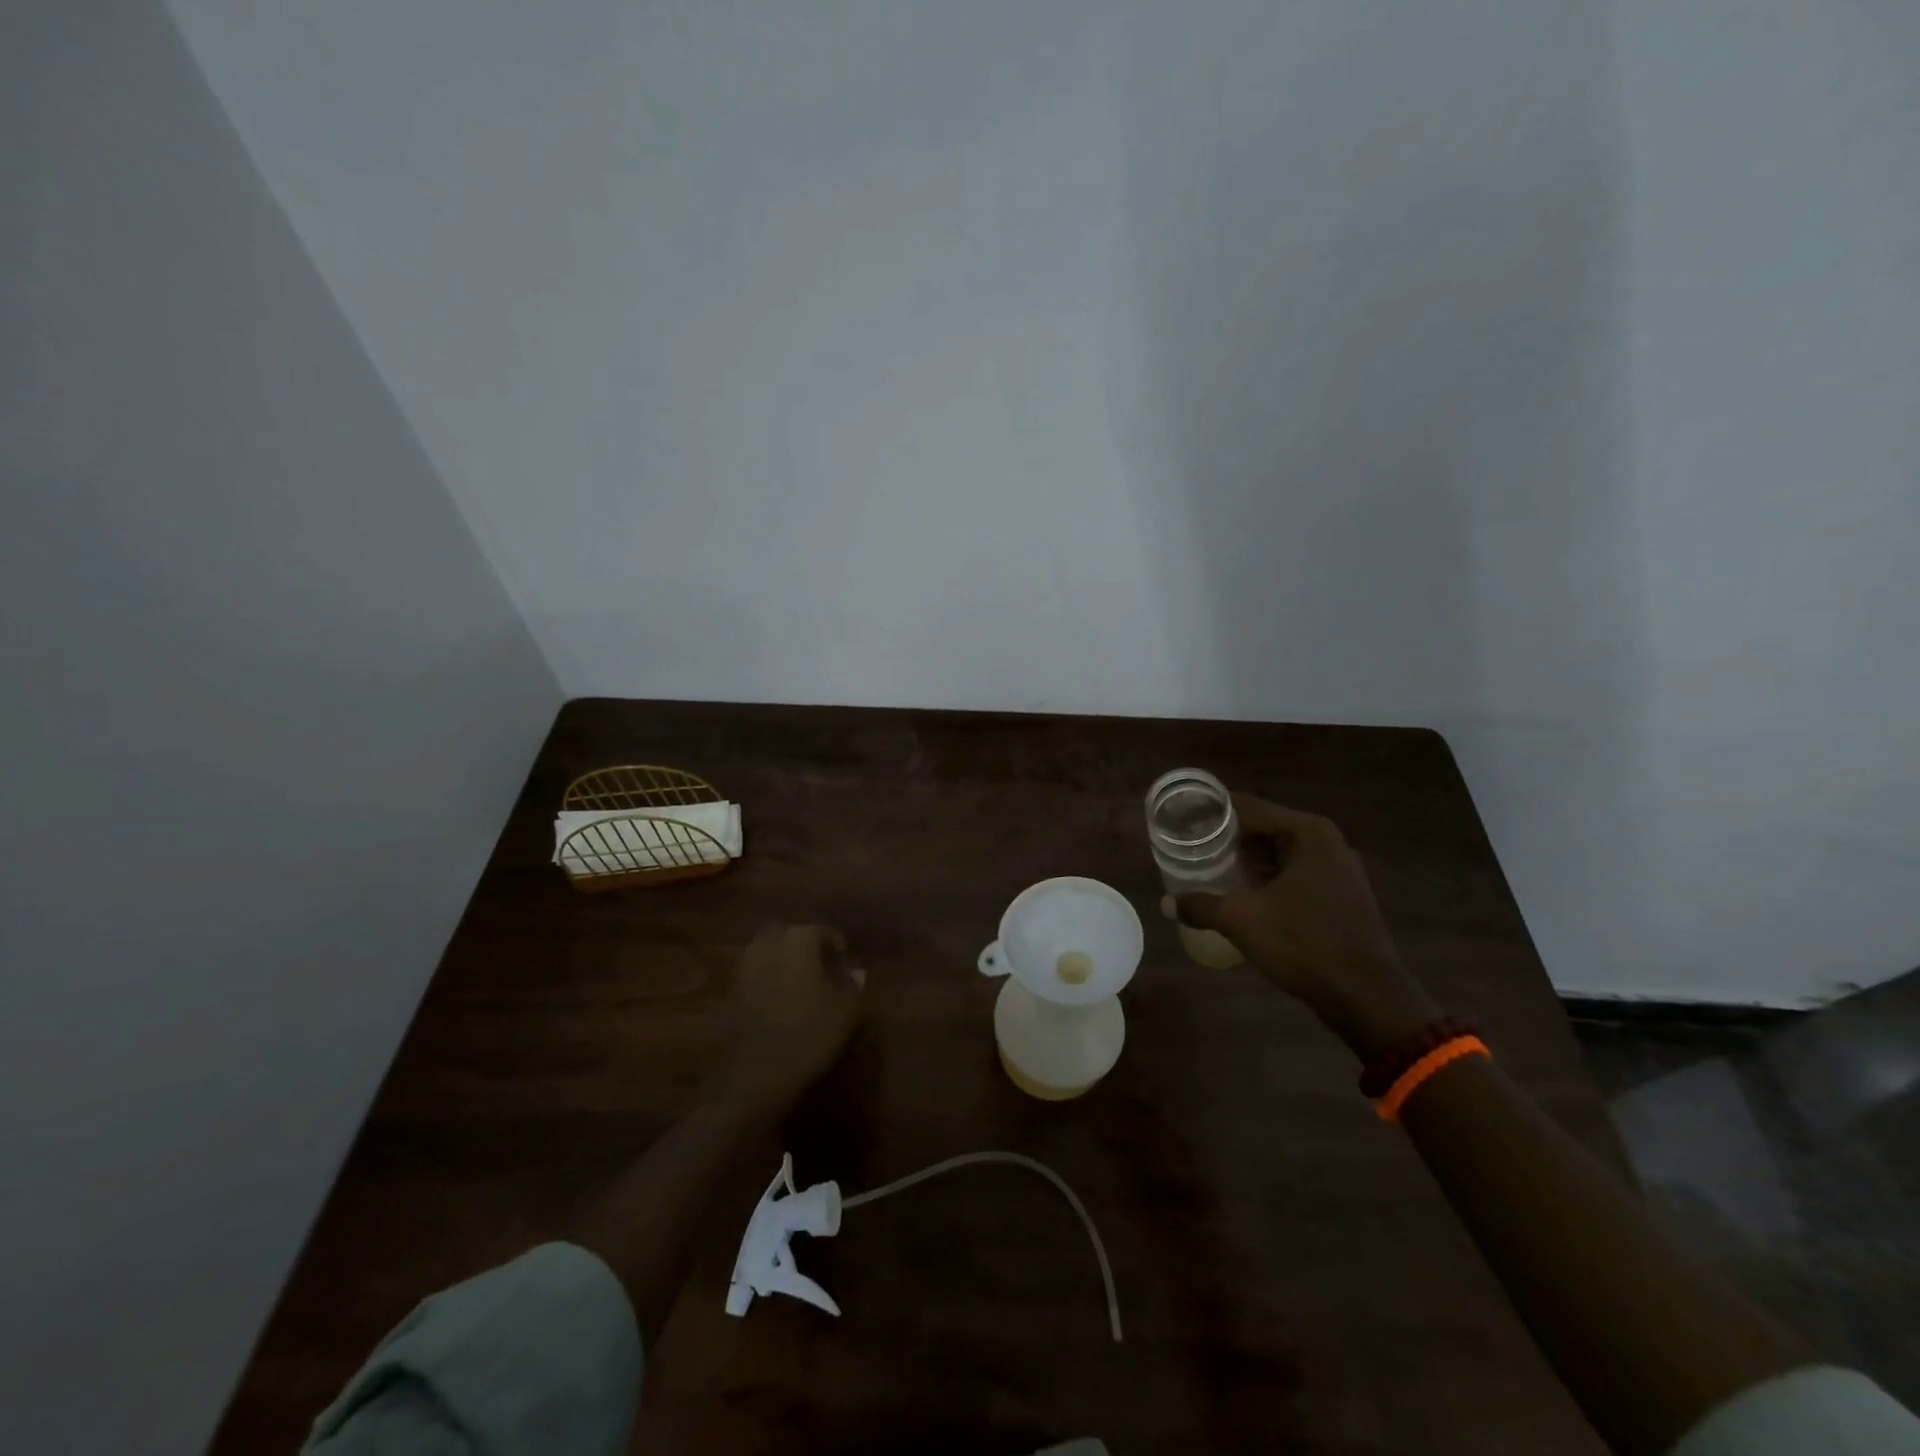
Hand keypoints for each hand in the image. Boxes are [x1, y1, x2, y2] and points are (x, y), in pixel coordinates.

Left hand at [713, 924, 865, 1120]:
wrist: (753, 1077)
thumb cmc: (808, 1037)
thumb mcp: (844, 1013)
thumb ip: (853, 986)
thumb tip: (857, 971)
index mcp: (797, 943)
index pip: (817, 930)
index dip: (833, 940)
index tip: (844, 956)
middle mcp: (767, 947)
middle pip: (785, 933)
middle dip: (801, 941)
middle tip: (819, 961)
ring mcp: (744, 970)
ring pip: (765, 950)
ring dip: (782, 957)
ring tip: (801, 979)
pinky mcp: (730, 993)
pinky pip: (752, 972)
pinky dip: (767, 977)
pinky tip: (780, 998)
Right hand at [1172, 795, 1438, 1057]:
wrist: (1366, 997)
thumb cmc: (1304, 945)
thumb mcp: (1243, 921)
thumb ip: (1201, 906)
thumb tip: (1165, 903)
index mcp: (1307, 833)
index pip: (1248, 807)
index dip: (1212, 811)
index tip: (1181, 818)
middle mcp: (1326, 842)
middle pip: (1263, 827)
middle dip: (1226, 836)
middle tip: (1188, 844)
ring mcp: (1337, 868)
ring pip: (1278, 852)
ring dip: (1245, 858)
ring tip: (1206, 865)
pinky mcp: (1340, 893)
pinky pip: (1293, 872)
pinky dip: (1266, 876)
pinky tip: (1240, 891)